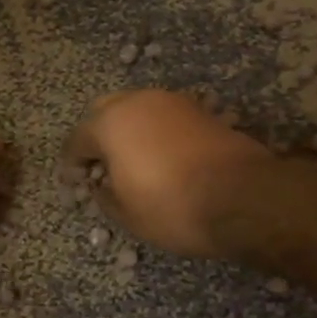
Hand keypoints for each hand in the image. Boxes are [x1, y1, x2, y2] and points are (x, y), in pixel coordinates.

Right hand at [64, 90, 272, 258]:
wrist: (244, 198)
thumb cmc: (172, 207)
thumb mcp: (127, 215)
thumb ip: (105, 196)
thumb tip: (102, 185)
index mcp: (110, 123)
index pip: (77, 139)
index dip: (72, 163)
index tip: (74, 181)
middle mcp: (139, 102)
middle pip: (106, 112)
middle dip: (99, 136)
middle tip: (102, 166)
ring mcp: (174, 102)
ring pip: (140, 110)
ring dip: (131, 131)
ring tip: (134, 161)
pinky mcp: (202, 111)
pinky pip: (166, 118)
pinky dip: (158, 133)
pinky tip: (164, 158)